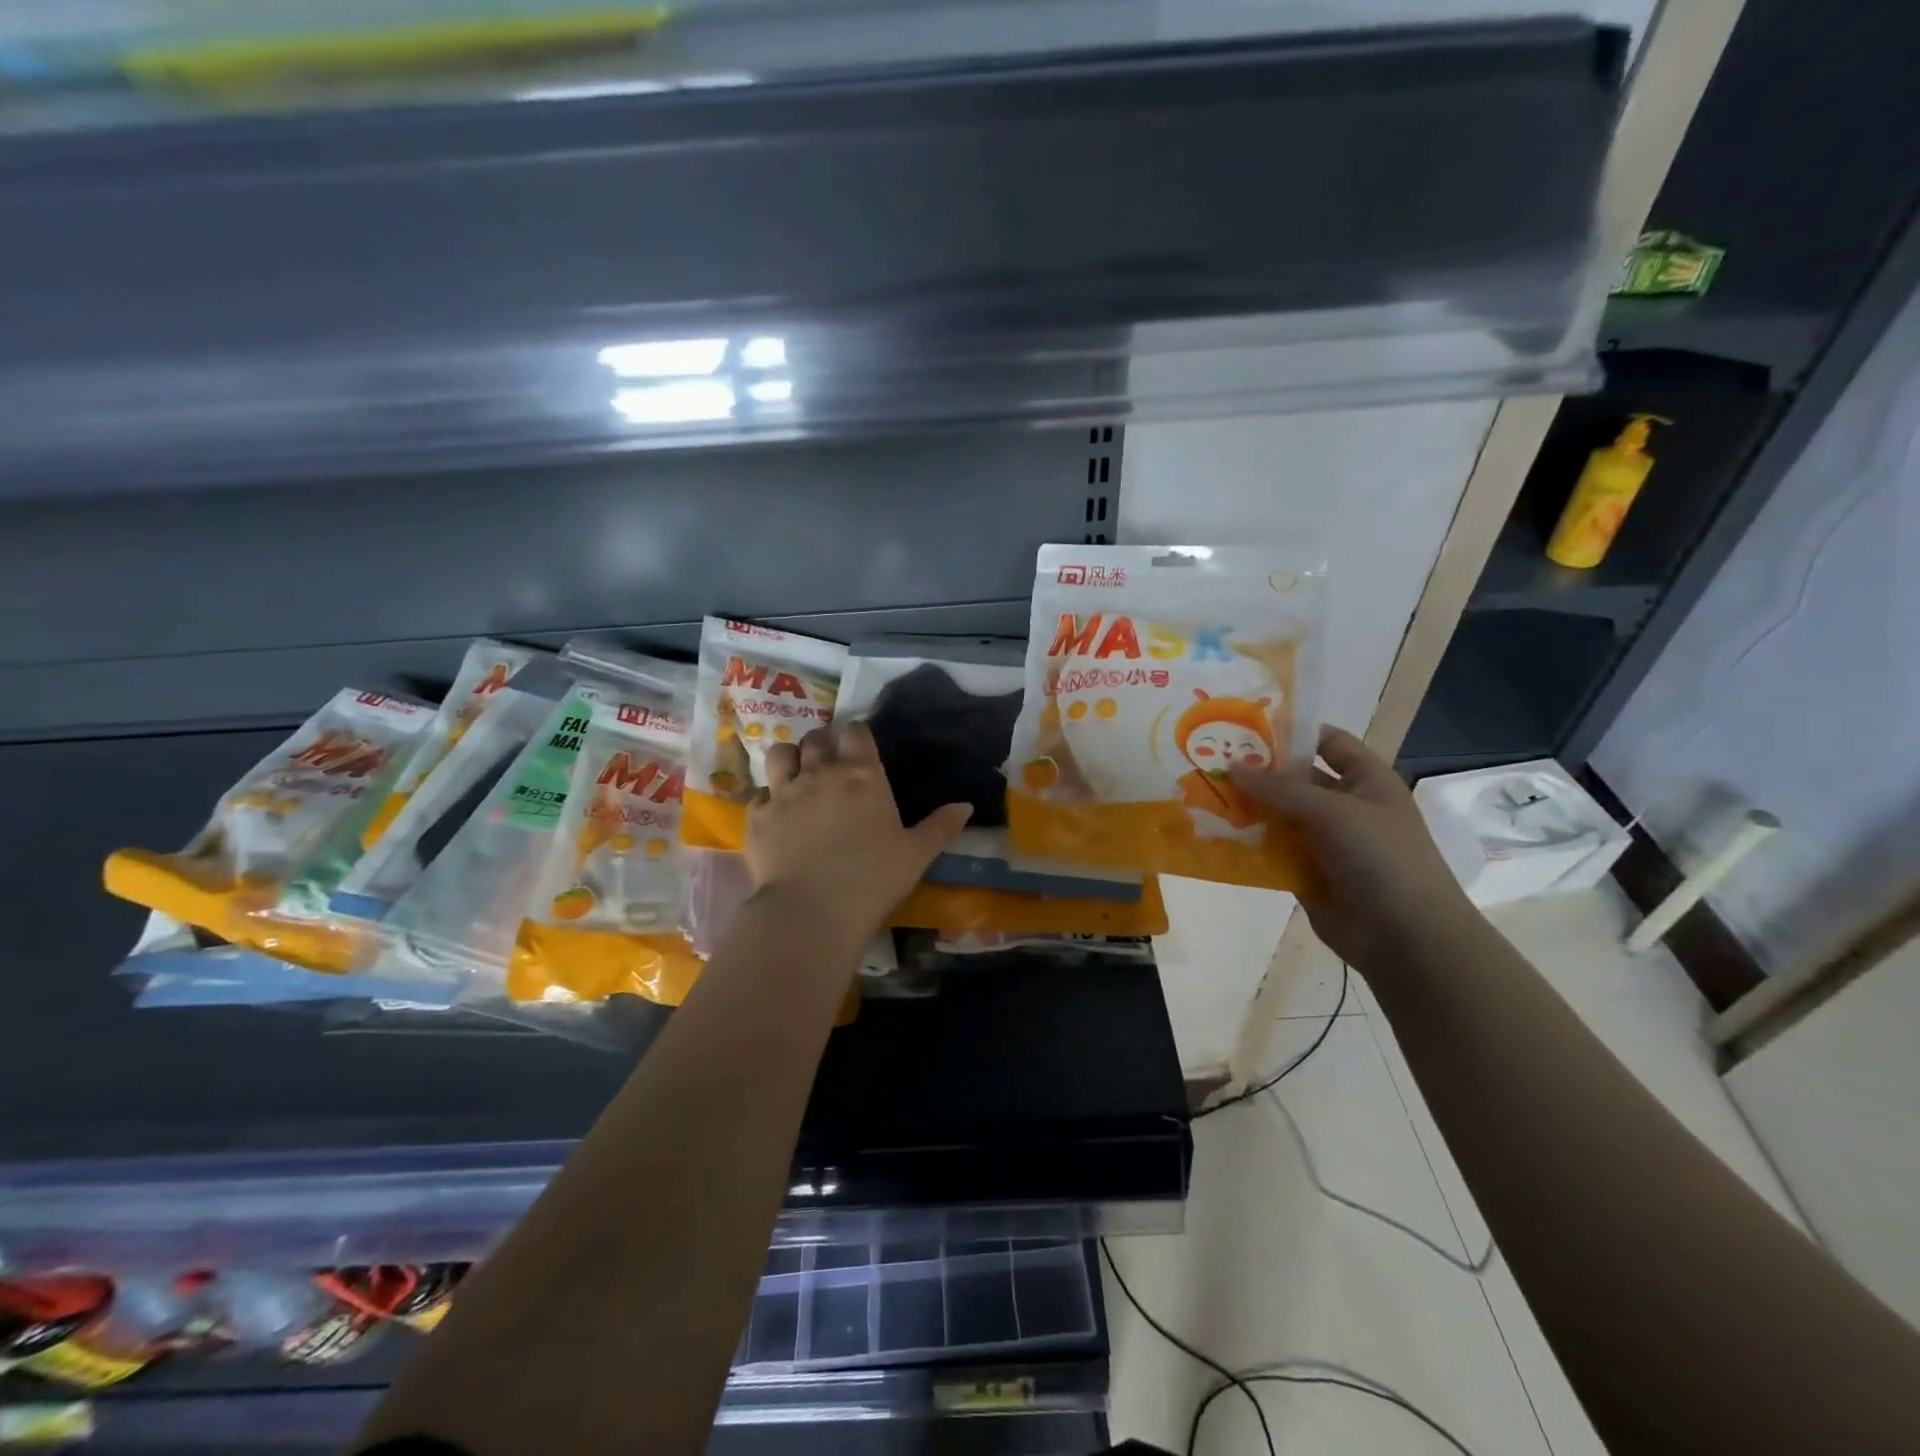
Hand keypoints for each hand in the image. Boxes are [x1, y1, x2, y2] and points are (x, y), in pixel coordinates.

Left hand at [748, 723, 971, 944]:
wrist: (812, 910)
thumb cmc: (872, 879)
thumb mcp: (917, 854)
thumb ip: (942, 826)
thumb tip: (966, 805)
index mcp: (862, 775)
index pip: (857, 732)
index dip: (858, 735)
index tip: (860, 746)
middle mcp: (820, 773)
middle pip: (817, 738)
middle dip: (824, 744)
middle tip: (830, 763)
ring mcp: (784, 792)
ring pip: (780, 754)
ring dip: (790, 759)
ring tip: (797, 775)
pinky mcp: (757, 816)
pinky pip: (758, 793)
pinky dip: (767, 798)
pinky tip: (775, 814)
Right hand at [1232, 725, 1479, 967]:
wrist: (1405, 936)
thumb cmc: (1381, 857)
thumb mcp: (1333, 811)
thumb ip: (1280, 788)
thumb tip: (1232, 767)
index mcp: (1365, 781)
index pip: (1327, 742)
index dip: (1292, 732)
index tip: (1244, 728)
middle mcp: (1344, 806)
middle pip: (1295, 779)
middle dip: (1258, 772)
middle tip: (1212, 761)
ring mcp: (1325, 841)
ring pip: (1278, 815)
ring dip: (1248, 808)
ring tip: (1204, 795)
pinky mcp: (1306, 871)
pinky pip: (1271, 850)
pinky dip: (1248, 843)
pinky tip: (1215, 834)